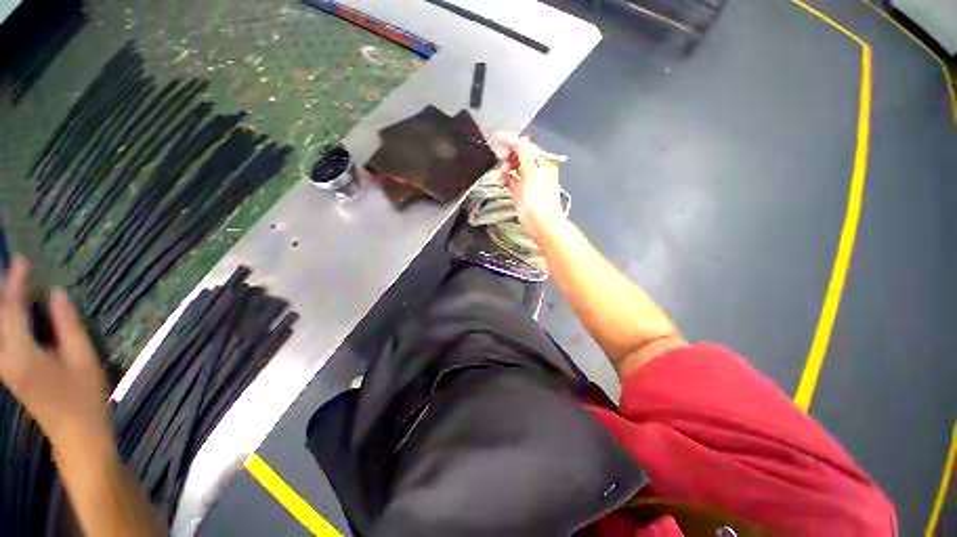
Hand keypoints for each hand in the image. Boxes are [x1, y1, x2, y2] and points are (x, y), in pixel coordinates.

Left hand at [0, 256, 112, 447]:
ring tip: (11, 284)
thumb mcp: (83, 358)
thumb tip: (56, 293)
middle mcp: (4, 358)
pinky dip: (4, 319)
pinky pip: (0, 336)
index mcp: (21, 355)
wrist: (76, 434)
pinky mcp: (7, 370)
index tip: (22, 260)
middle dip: (0, 291)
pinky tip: (13, 310)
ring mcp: (3, 366)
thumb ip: (67, 325)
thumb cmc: (84, 396)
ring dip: (1, 305)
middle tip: (11, 267)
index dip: (15, 282)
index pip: (11, 310)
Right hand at [497, 132, 566, 242]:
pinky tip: (500, 181)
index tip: (498, 138)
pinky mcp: (520, 192)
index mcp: (542, 163)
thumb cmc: (539, 199)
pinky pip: (511, 180)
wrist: (541, 224)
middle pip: (519, 156)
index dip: (513, 142)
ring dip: (506, 167)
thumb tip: (520, 140)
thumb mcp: (533, 175)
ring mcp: (527, 182)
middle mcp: (535, 170)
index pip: (526, 147)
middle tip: (500, 157)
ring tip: (501, 173)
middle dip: (509, 155)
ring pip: (514, 168)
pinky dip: (505, 179)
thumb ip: (525, 157)